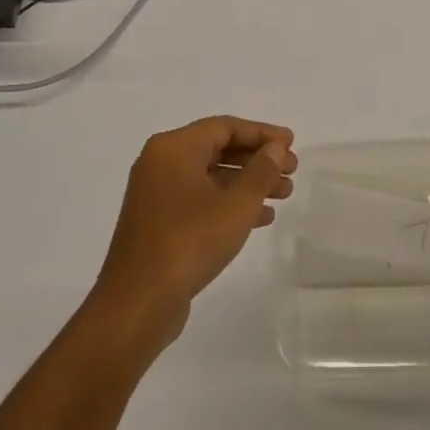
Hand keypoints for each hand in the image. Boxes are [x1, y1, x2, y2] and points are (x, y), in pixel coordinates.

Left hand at [89, 116, 296, 346]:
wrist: (138, 303)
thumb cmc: (190, 242)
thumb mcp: (236, 204)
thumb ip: (261, 171)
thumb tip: (274, 148)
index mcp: (173, 148)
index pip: (225, 127)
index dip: (262, 133)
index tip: (292, 143)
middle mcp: (160, 163)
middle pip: (218, 149)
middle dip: (258, 159)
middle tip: (292, 170)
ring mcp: (156, 194)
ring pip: (211, 176)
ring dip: (248, 183)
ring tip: (284, 194)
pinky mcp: (158, 222)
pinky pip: (200, 199)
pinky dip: (229, 203)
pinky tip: (260, 218)